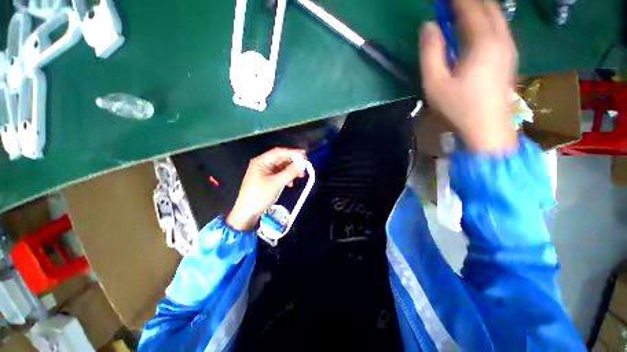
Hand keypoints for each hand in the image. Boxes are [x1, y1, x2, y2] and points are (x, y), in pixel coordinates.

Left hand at [226, 148, 305, 230]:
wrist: (248, 213)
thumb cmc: (260, 196)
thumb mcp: (276, 183)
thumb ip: (290, 172)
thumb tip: (302, 164)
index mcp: (261, 162)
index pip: (278, 152)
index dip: (292, 152)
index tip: (304, 155)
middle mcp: (262, 164)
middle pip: (280, 159)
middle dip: (293, 163)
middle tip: (305, 165)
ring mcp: (264, 173)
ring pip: (281, 168)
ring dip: (291, 171)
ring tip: (301, 175)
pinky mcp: (267, 180)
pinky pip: (279, 175)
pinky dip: (286, 177)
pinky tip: (291, 183)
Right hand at [420, 0, 517, 152]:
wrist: (488, 130)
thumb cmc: (459, 109)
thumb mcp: (435, 84)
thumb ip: (430, 53)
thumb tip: (427, 27)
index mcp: (483, 41)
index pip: (469, 7)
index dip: (454, 0)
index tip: (440, 0)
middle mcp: (501, 38)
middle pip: (487, 6)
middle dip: (467, 2)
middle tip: (448, 7)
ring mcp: (508, 47)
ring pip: (496, 15)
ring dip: (477, 8)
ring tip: (457, 14)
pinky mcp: (509, 57)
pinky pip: (499, 27)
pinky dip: (485, 19)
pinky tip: (473, 29)